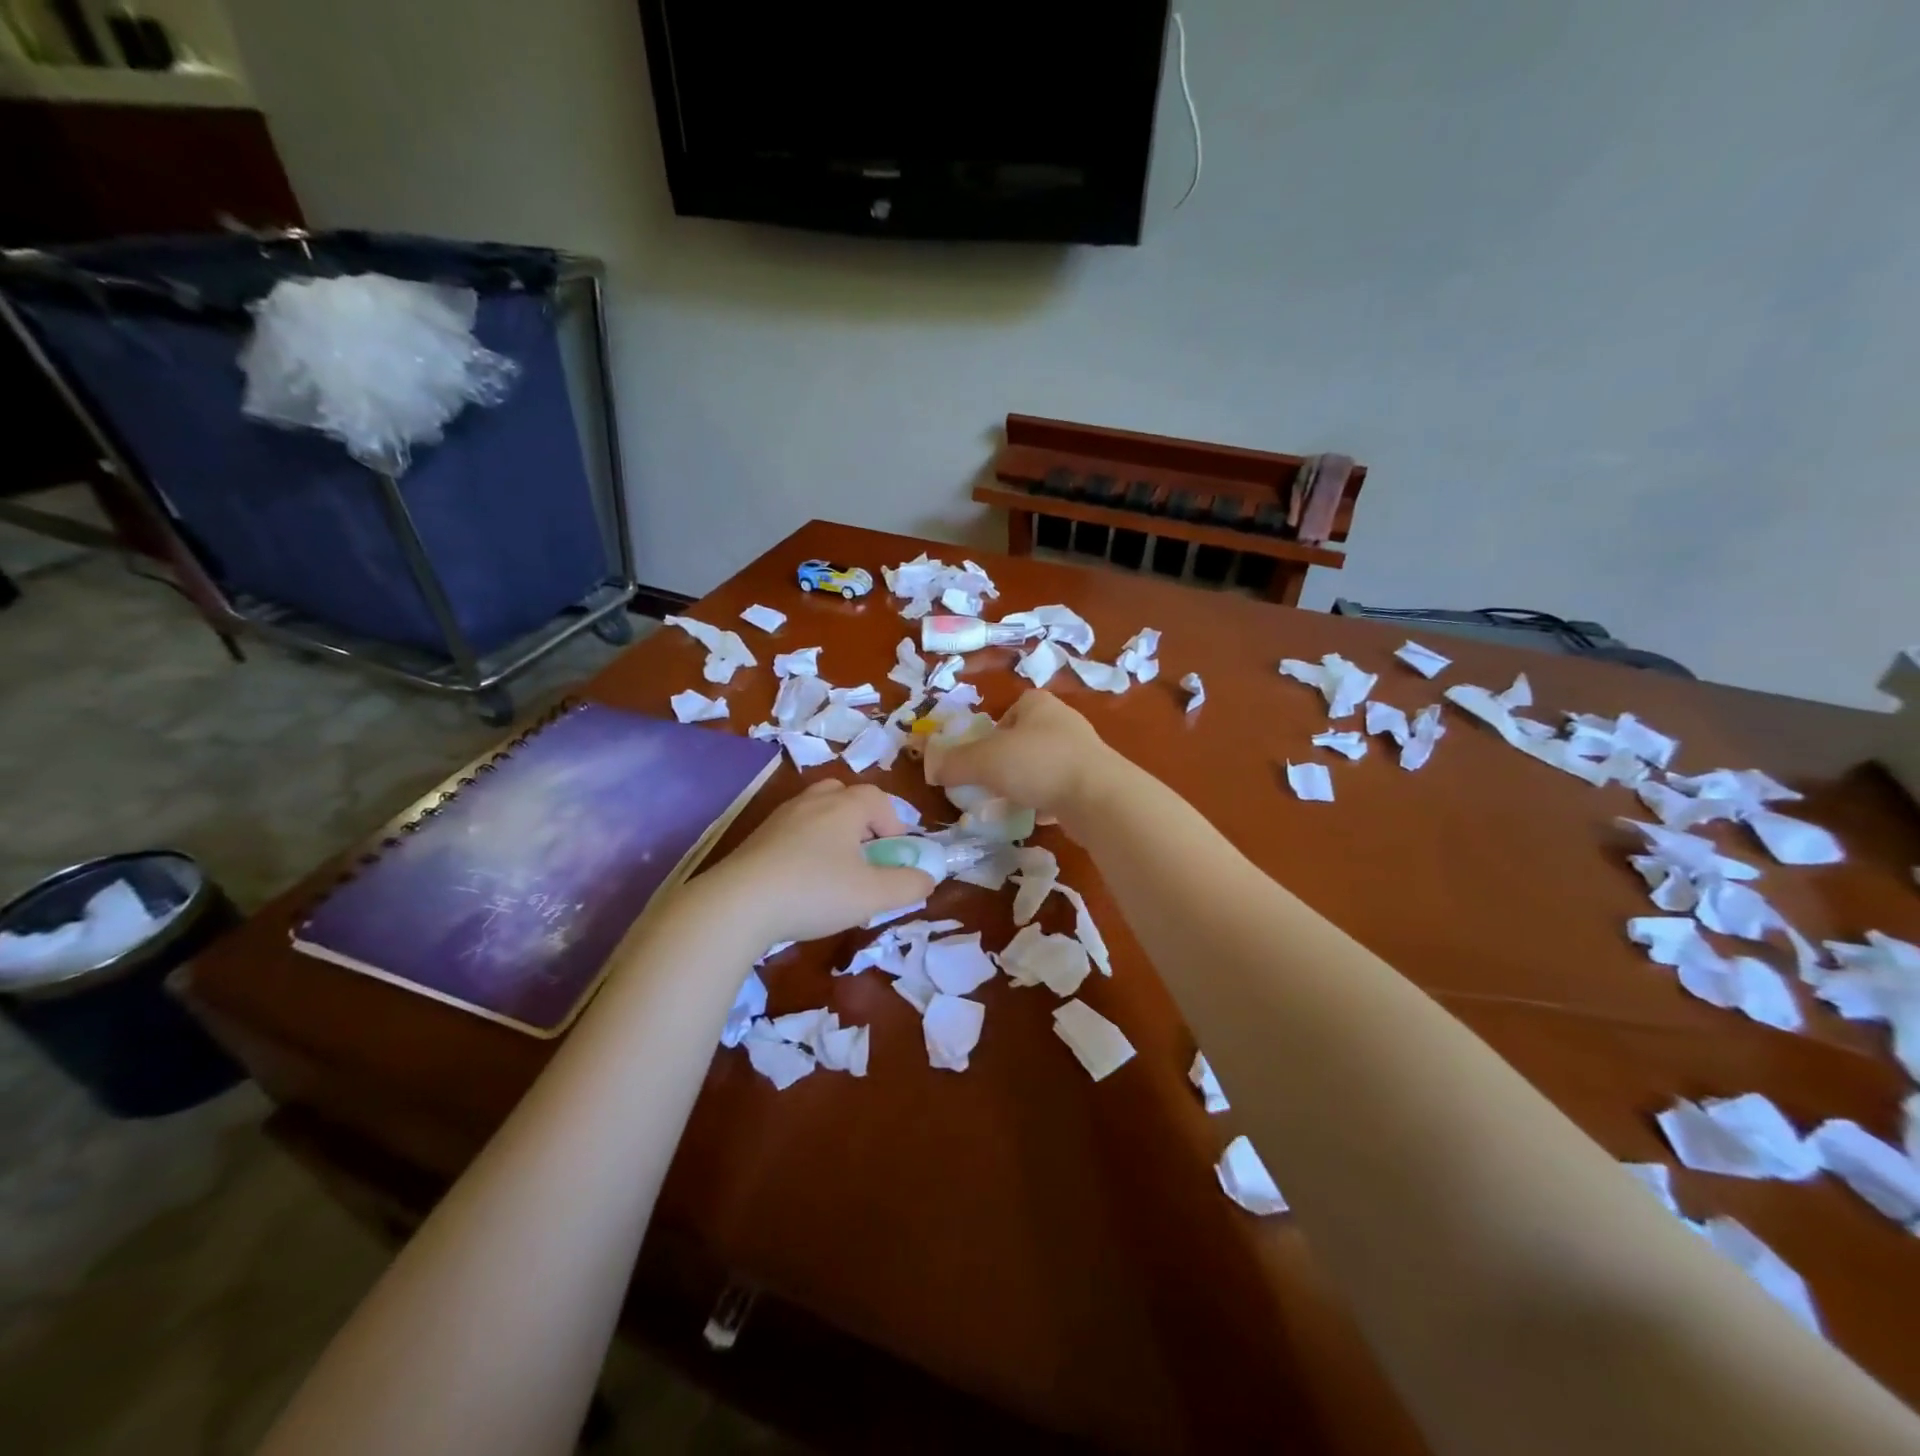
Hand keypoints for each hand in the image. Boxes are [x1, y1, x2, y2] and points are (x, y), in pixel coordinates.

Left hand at [698, 780, 933, 947]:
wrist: (737, 904)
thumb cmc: (815, 891)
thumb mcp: (872, 895)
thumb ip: (908, 885)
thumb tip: (927, 878)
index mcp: (844, 806)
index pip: (879, 798)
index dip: (894, 824)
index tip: (895, 857)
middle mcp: (812, 801)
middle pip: (844, 795)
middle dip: (862, 822)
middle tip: (866, 856)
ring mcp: (780, 817)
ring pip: (816, 812)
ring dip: (833, 834)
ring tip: (835, 870)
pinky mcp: (757, 838)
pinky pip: (792, 831)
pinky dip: (805, 847)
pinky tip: (802, 881)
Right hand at [923, 690, 1119, 828]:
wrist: (1099, 797)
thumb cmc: (1036, 764)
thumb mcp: (984, 761)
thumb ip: (955, 763)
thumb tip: (931, 767)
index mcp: (1039, 705)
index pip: (1013, 708)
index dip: (995, 730)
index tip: (983, 755)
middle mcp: (1064, 722)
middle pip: (1027, 738)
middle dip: (1009, 759)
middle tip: (992, 781)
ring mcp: (1084, 753)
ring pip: (1045, 764)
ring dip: (1029, 781)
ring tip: (1013, 801)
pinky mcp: (1096, 782)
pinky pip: (1063, 788)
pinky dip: (1049, 800)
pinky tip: (1040, 816)